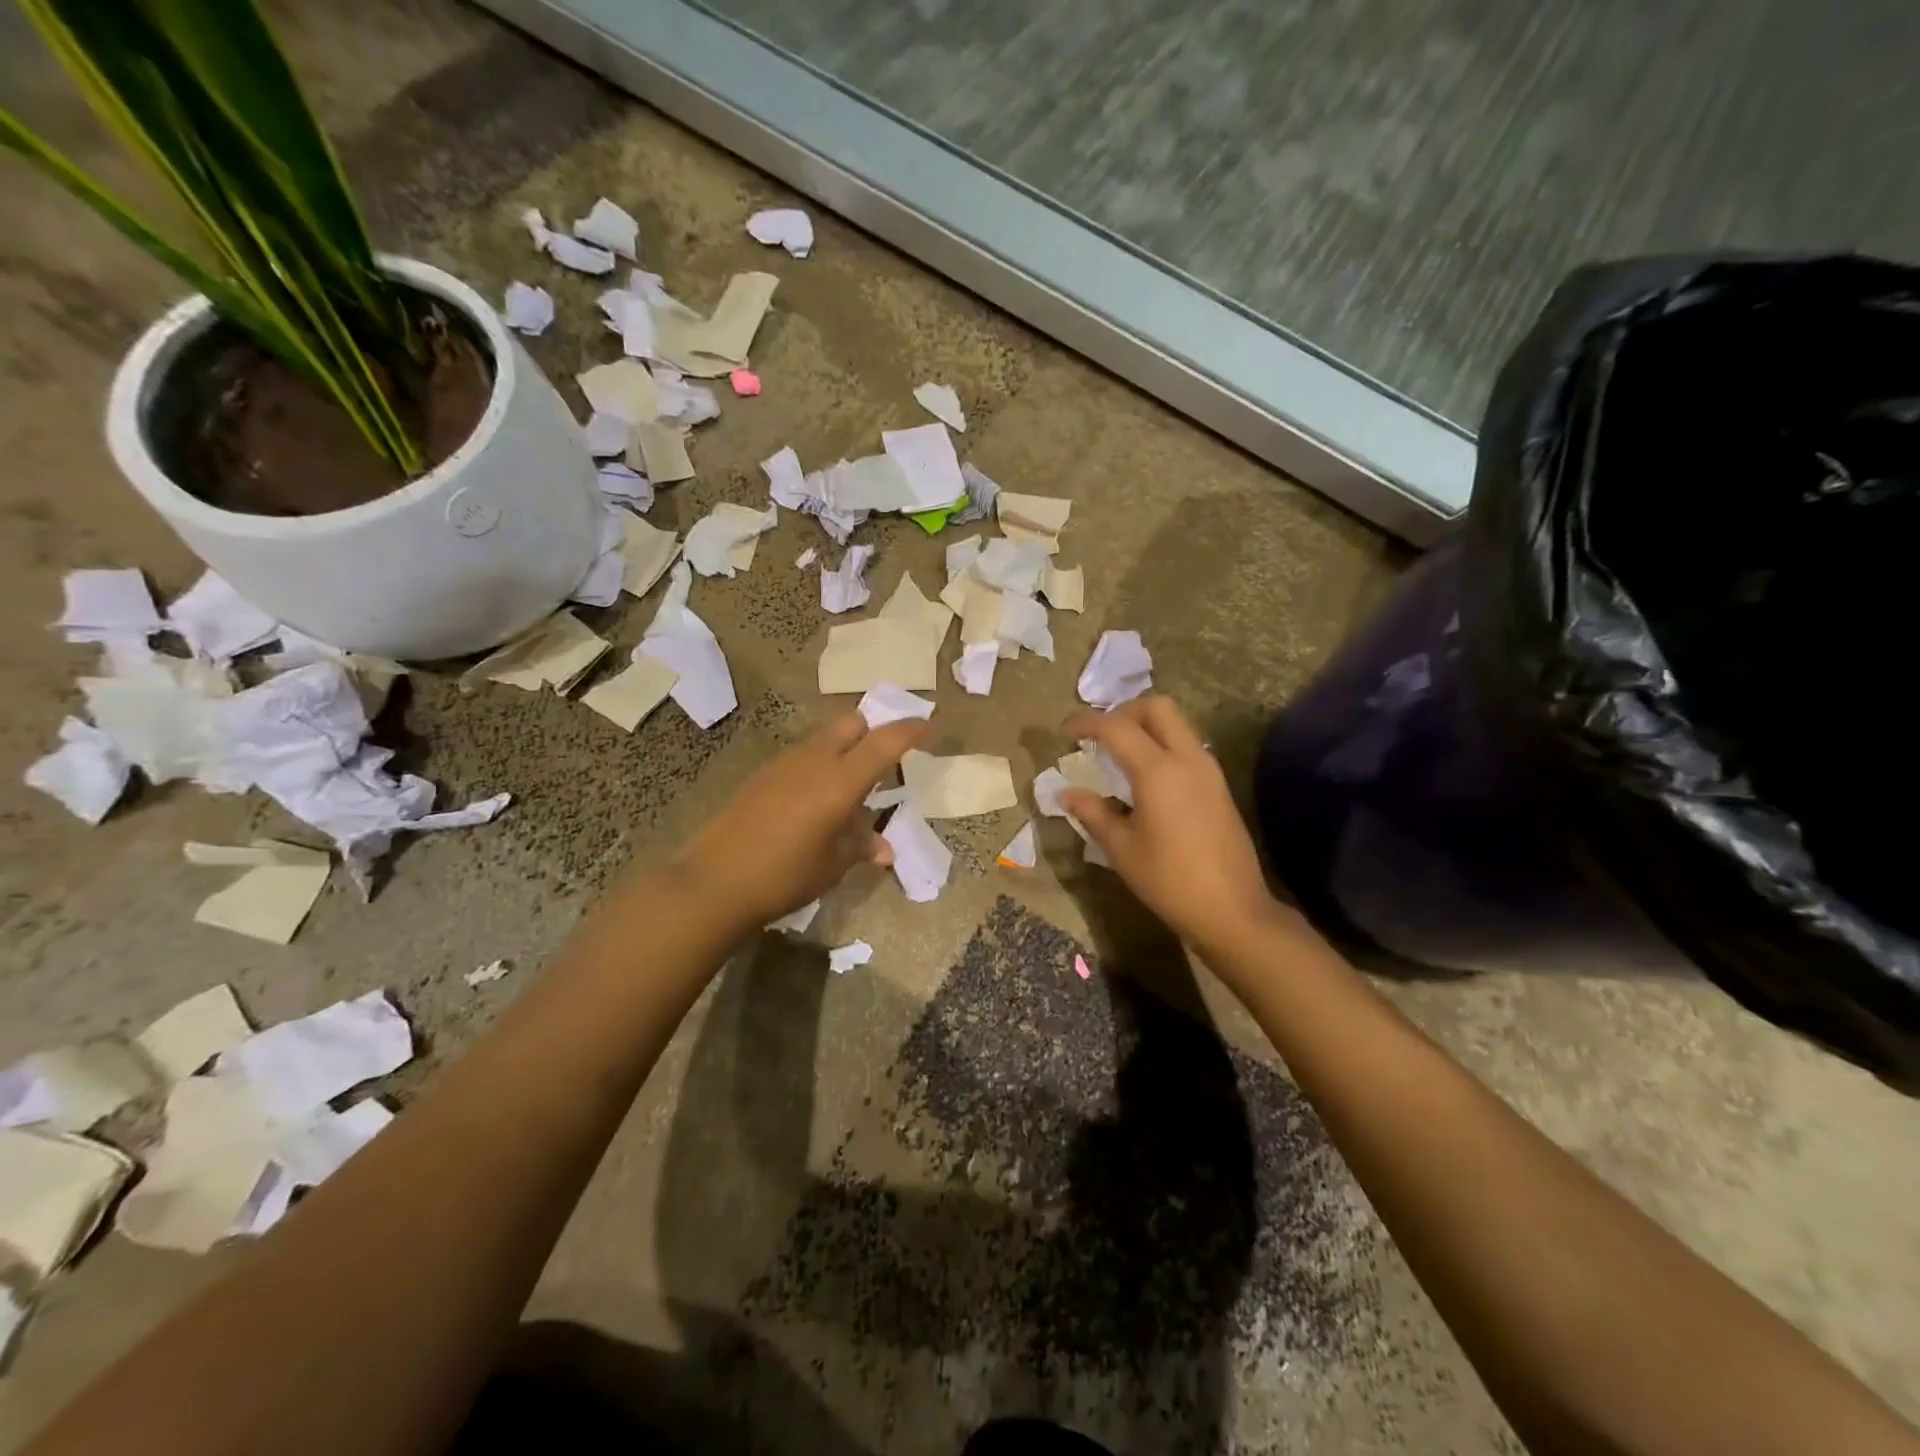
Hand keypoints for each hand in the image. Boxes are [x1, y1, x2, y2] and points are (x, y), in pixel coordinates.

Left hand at [673, 711, 926, 926]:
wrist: (714, 883)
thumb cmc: (785, 876)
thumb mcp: (832, 865)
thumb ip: (861, 847)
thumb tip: (885, 849)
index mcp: (840, 780)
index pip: (884, 741)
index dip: (909, 730)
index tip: (926, 727)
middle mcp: (813, 760)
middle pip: (851, 723)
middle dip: (873, 730)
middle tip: (885, 756)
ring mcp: (783, 764)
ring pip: (823, 739)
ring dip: (843, 750)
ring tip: (850, 788)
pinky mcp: (761, 776)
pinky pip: (801, 757)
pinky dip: (818, 766)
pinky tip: (815, 801)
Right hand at [1059, 697, 1284, 952]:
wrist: (1232, 910)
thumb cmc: (1169, 881)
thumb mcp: (1121, 849)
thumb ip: (1092, 812)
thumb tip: (1066, 793)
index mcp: (1158, 771)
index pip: (1116, 727)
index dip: (1085, 723)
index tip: (1064, 734)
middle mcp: (1187, 759)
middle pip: (1157, 707)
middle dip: (1123, 711)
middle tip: (1100, 736)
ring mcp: (1209, 770)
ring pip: (1177, 724)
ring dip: (1145, 727)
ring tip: (1119, 755)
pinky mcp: (1219, 785)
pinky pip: (1187, 746)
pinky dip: (1162, 745)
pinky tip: (1145, 778)